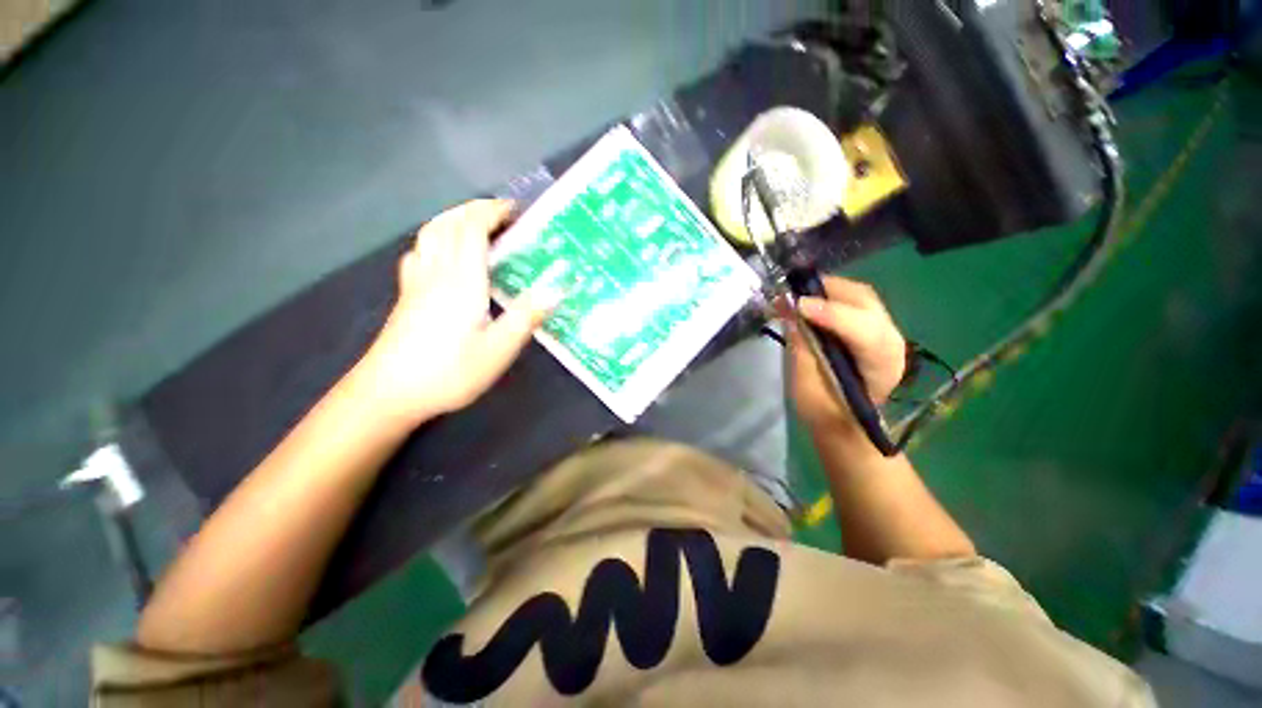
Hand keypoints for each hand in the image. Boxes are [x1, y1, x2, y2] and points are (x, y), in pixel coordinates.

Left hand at [357, 199, 553, 424]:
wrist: (389, 393)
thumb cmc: (449, 372)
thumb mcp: (498, 349)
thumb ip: (526, 316)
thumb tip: (557, 288)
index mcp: (462, 280)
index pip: (472, 229)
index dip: (492, 212)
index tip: (516, 210)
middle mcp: (436, 272)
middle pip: (448, 224)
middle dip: (474, 210)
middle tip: (501, 213)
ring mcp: (416, 283)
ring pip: (430, 234)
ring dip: (453, 219)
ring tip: (476, 224)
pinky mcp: (406, 296)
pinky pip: (420, 251)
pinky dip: (435, 239)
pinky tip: (443, 252)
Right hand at [787, 276, 905, 432]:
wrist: (847, 425)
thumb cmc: (826, 413)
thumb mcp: (806, 389)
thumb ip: (801, 350)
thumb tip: (791, 314)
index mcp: (881, 365)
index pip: (863, 330)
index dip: (830, 314)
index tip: (795, 304)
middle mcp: (891, 342)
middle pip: (866, 302)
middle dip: (827, 291)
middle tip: (791, 293)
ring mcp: (885, 332)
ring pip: (861, 296)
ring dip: (827, 290)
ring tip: (796, 294)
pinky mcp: (872, 328)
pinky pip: (855, 301)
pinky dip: (831, 296)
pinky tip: (810, 300)